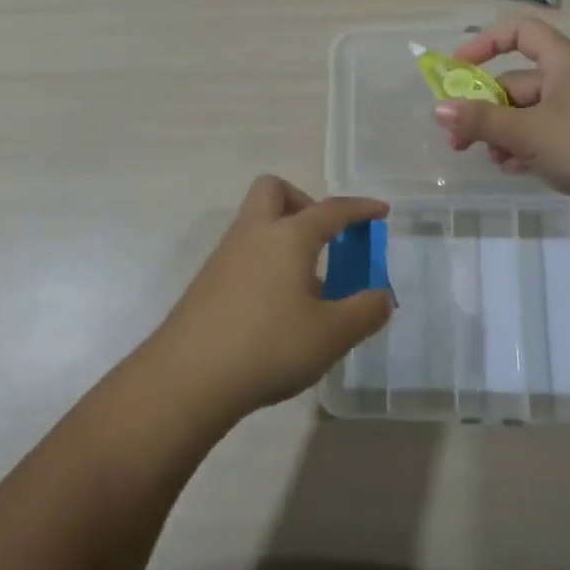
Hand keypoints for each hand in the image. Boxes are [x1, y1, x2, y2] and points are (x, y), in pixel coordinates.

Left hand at [144, 176, 392, 421]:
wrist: (188, 378)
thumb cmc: (269, 346)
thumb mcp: (332, 335)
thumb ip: (365, 312)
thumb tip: (382, 297)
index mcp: (289, 236)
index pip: (332, 209)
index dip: (360, 209)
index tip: (380, 211)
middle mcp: (254, 234)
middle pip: (274, 191)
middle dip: (303, 202)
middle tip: (324, 238)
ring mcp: (225, 256)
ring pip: (256, 223)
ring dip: (284, 236)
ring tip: (307, 283)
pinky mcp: (207, 283)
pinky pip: (244, 254)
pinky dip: (266, 263)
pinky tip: (277, 307)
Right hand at [433, 17, 569, 230]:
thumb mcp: (529, 131)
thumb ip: (482, 120)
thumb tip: (438, 108)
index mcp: (562, 62)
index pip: (520, 32)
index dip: (486, 43)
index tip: (458, 68)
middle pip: (517, 82)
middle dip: (485, 109)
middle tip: (458, 139)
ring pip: (528, 115)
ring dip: (503, 134)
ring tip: (492, 160)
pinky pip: (545, 138)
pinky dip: (525, 150)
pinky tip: (514, 170)